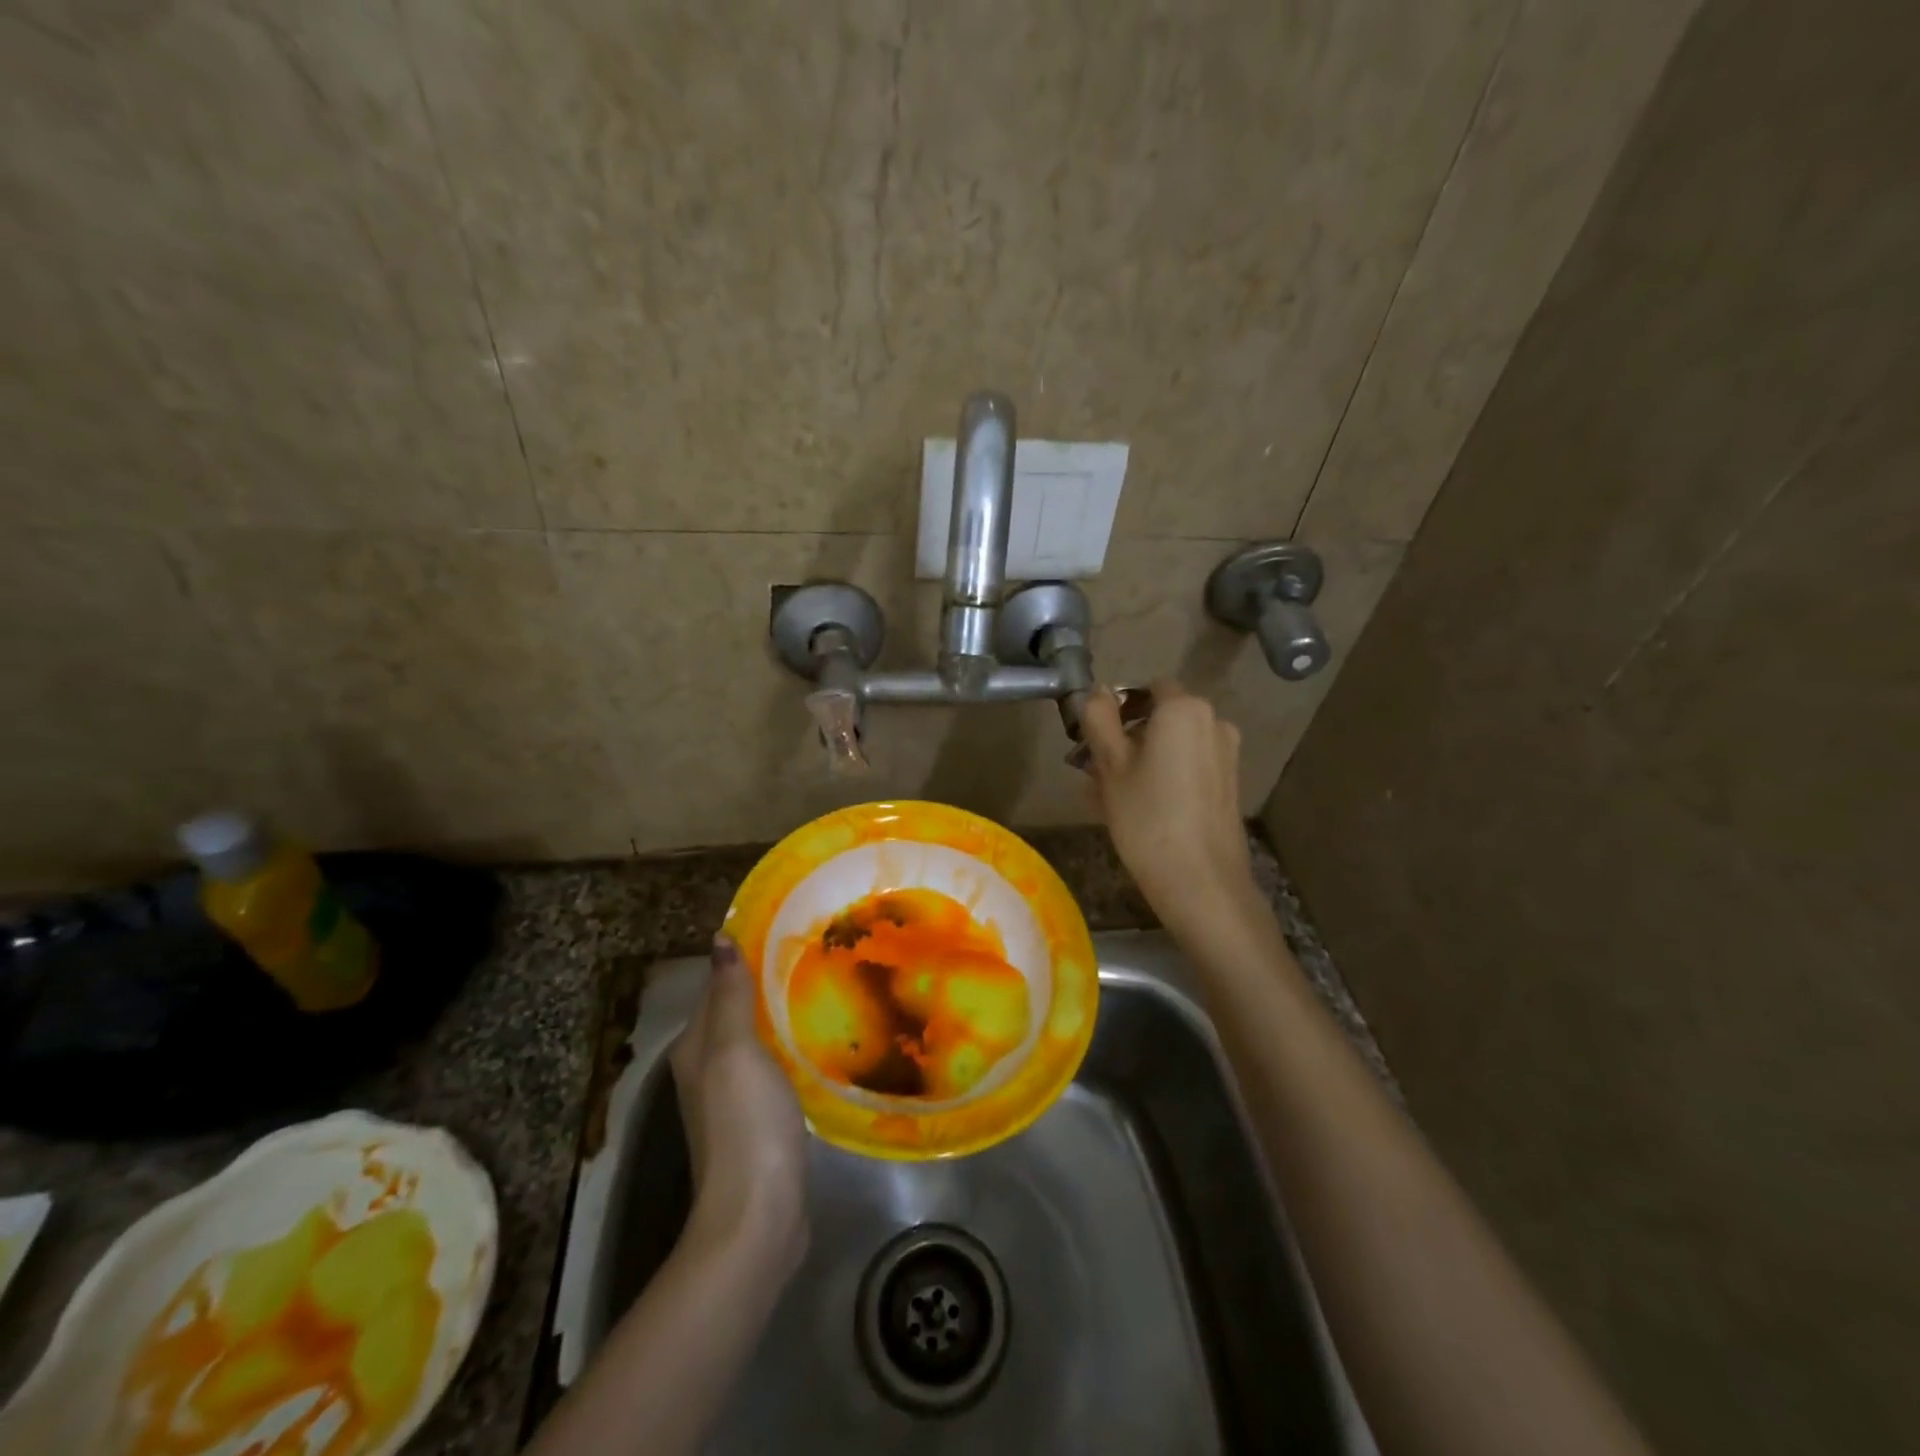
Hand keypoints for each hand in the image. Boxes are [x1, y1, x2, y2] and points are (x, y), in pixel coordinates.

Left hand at [670, 936, 808, 1274]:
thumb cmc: (745, 1123)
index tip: (788, 932)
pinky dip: (792, 1051)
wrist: (757, 1216)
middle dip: (769, 986)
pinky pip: (775, 1070)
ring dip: (782, 1019)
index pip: (719, 986)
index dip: (746, 958)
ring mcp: (733, 1100)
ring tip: (826, 990)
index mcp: (696, 1047)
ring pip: (758, 1042)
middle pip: (738, 1014)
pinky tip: (820, 1044)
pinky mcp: (760, 1123)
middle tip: (818, 957)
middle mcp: (708, 1069)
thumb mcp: (736, 1050)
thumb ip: (730, 996)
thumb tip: (720, 939)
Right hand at [1081, 680, 1258, 926]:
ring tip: (1110, 793)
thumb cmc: (1147, 817)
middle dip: (1129, 735)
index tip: (1094, 736)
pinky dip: (1164, 775)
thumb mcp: (1110, 765)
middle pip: (1162, 716)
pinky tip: (1138, 807)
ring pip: (1174, 744)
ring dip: (1143, 757)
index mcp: (1183, 709)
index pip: (1147, 687)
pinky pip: (1189, 766)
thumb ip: (1099, 719)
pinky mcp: (1229, 784)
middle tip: (1095, 768)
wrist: (1201, 881)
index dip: (1118, 706)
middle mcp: (1212, 722)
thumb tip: (1097, 690)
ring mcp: (1226, 754)